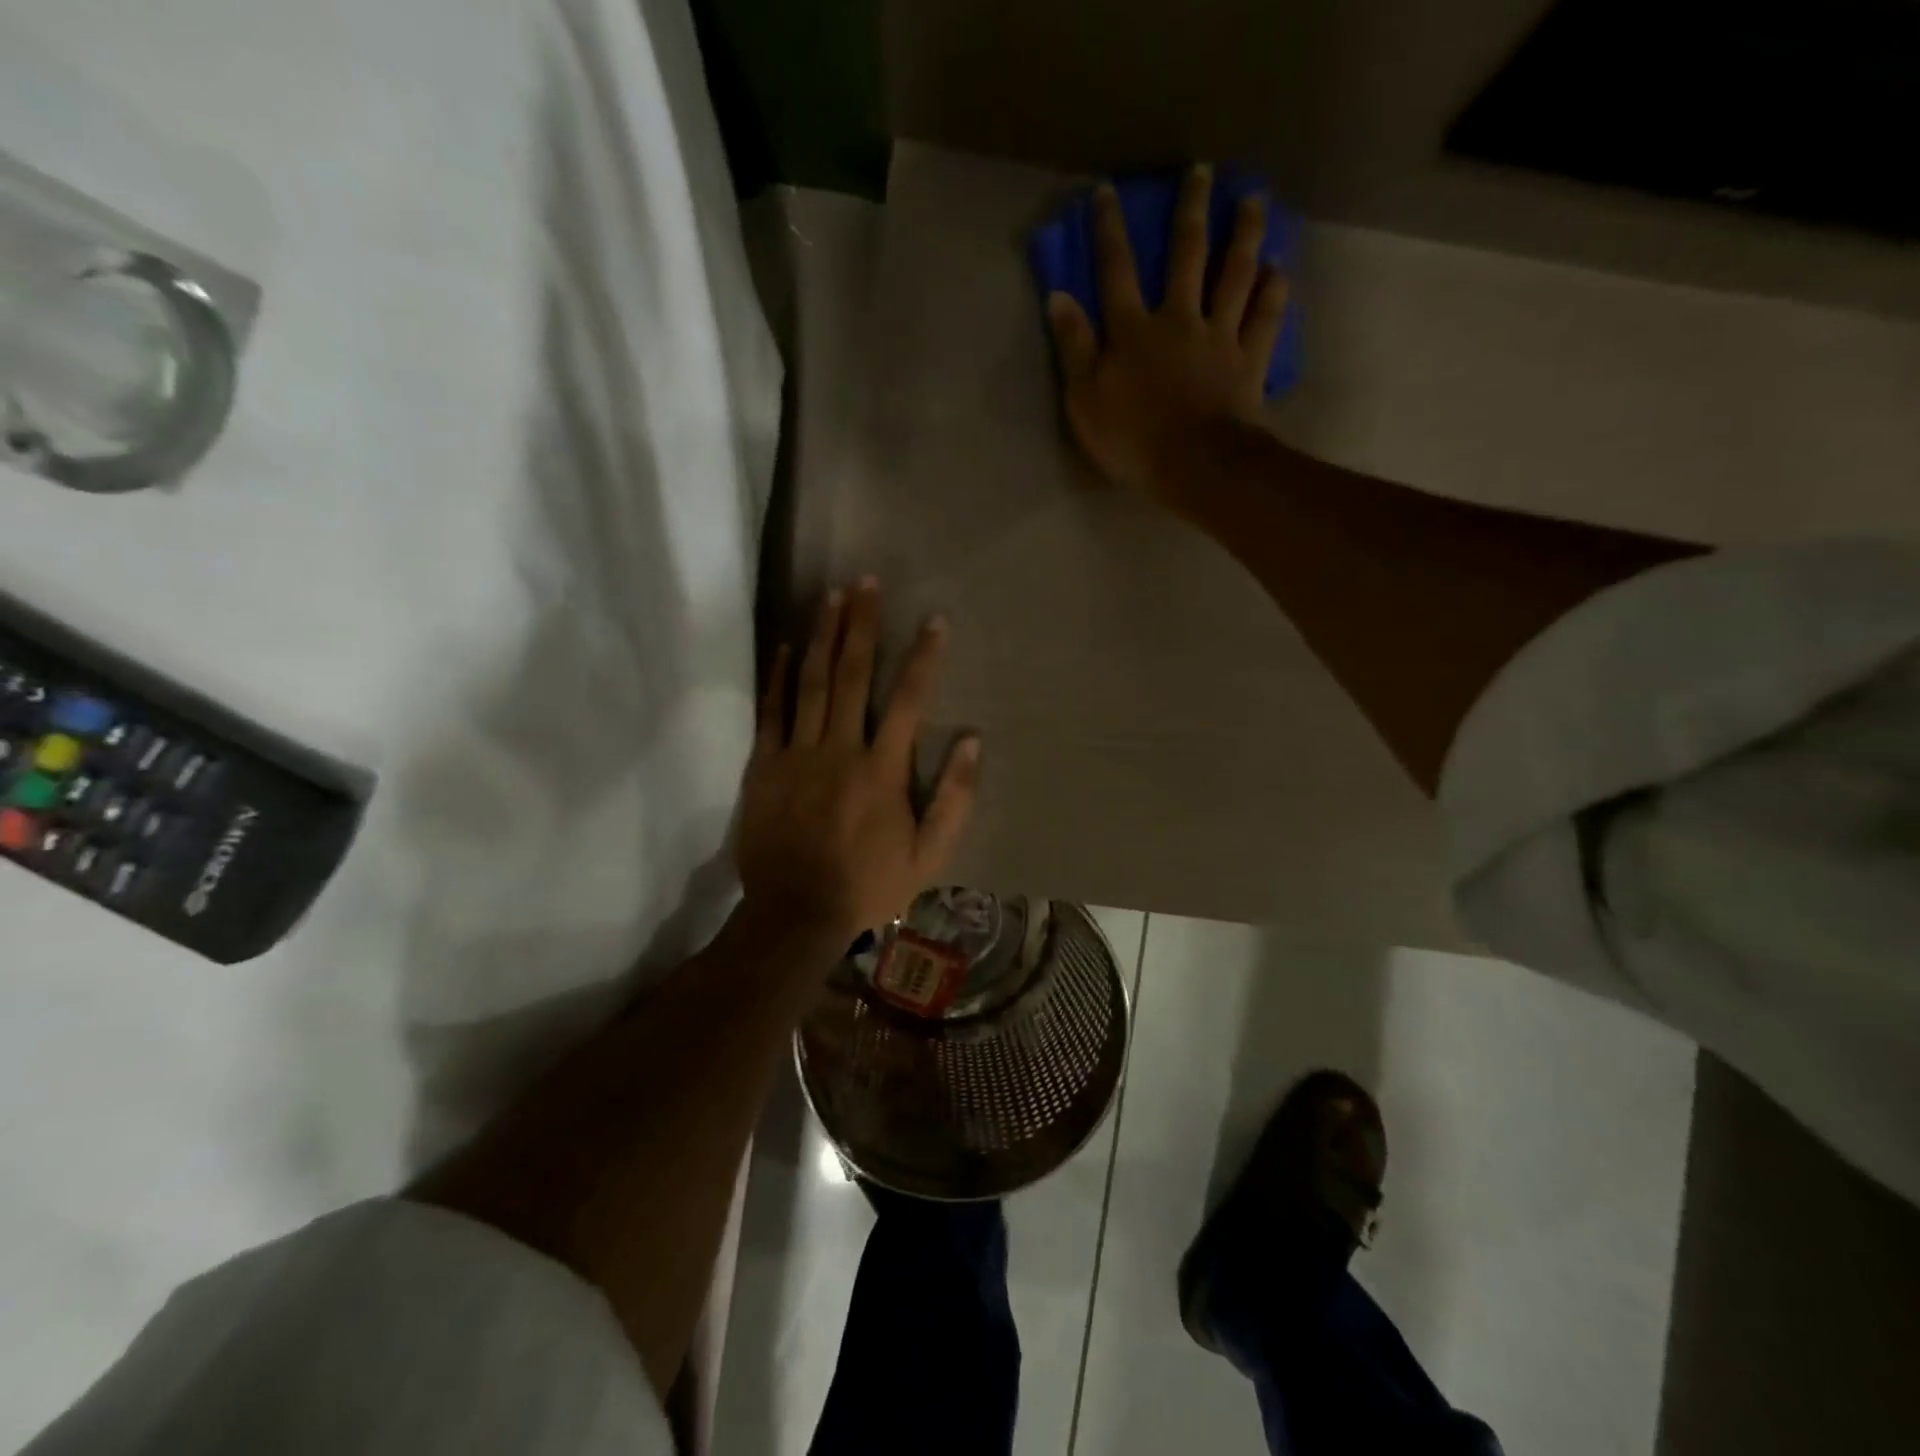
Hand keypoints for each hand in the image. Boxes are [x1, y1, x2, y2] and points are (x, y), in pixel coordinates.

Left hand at [737, 580, 980, 943]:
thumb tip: (974, 742)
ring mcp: (796, 755)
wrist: (796, 913)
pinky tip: (788, 646)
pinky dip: (779, 677)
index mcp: (882, 770)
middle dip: (861, 624)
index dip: (924, 657)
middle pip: (852, 675)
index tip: (935, 620)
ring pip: (811, 683)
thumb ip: (955, 798)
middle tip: (866, 581)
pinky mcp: (764, 767)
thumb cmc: (868, 884)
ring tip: (830, 595)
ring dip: (822, 636)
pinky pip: (771, 712)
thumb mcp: (929, 855)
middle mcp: (839, 750)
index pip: (909, 700)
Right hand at [1047, 163, 1289, 508]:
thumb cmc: (1131, 439)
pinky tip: (1279, 268)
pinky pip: (1265, 317)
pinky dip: (1273, 291)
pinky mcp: (1248, 361)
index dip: (1109, 231)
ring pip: (1234, 274)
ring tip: (1254, 200)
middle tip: (1202, 172)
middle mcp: (1179, 319)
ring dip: (1244, 234)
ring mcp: (1219, 337)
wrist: (1194, 465)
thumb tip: (1058, 296)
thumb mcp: (1084, 400)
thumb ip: (1073, 348)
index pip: (1116, 271)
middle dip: (1191, 211)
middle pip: (1187, 255)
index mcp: (1133, 331)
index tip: (1107, 192)